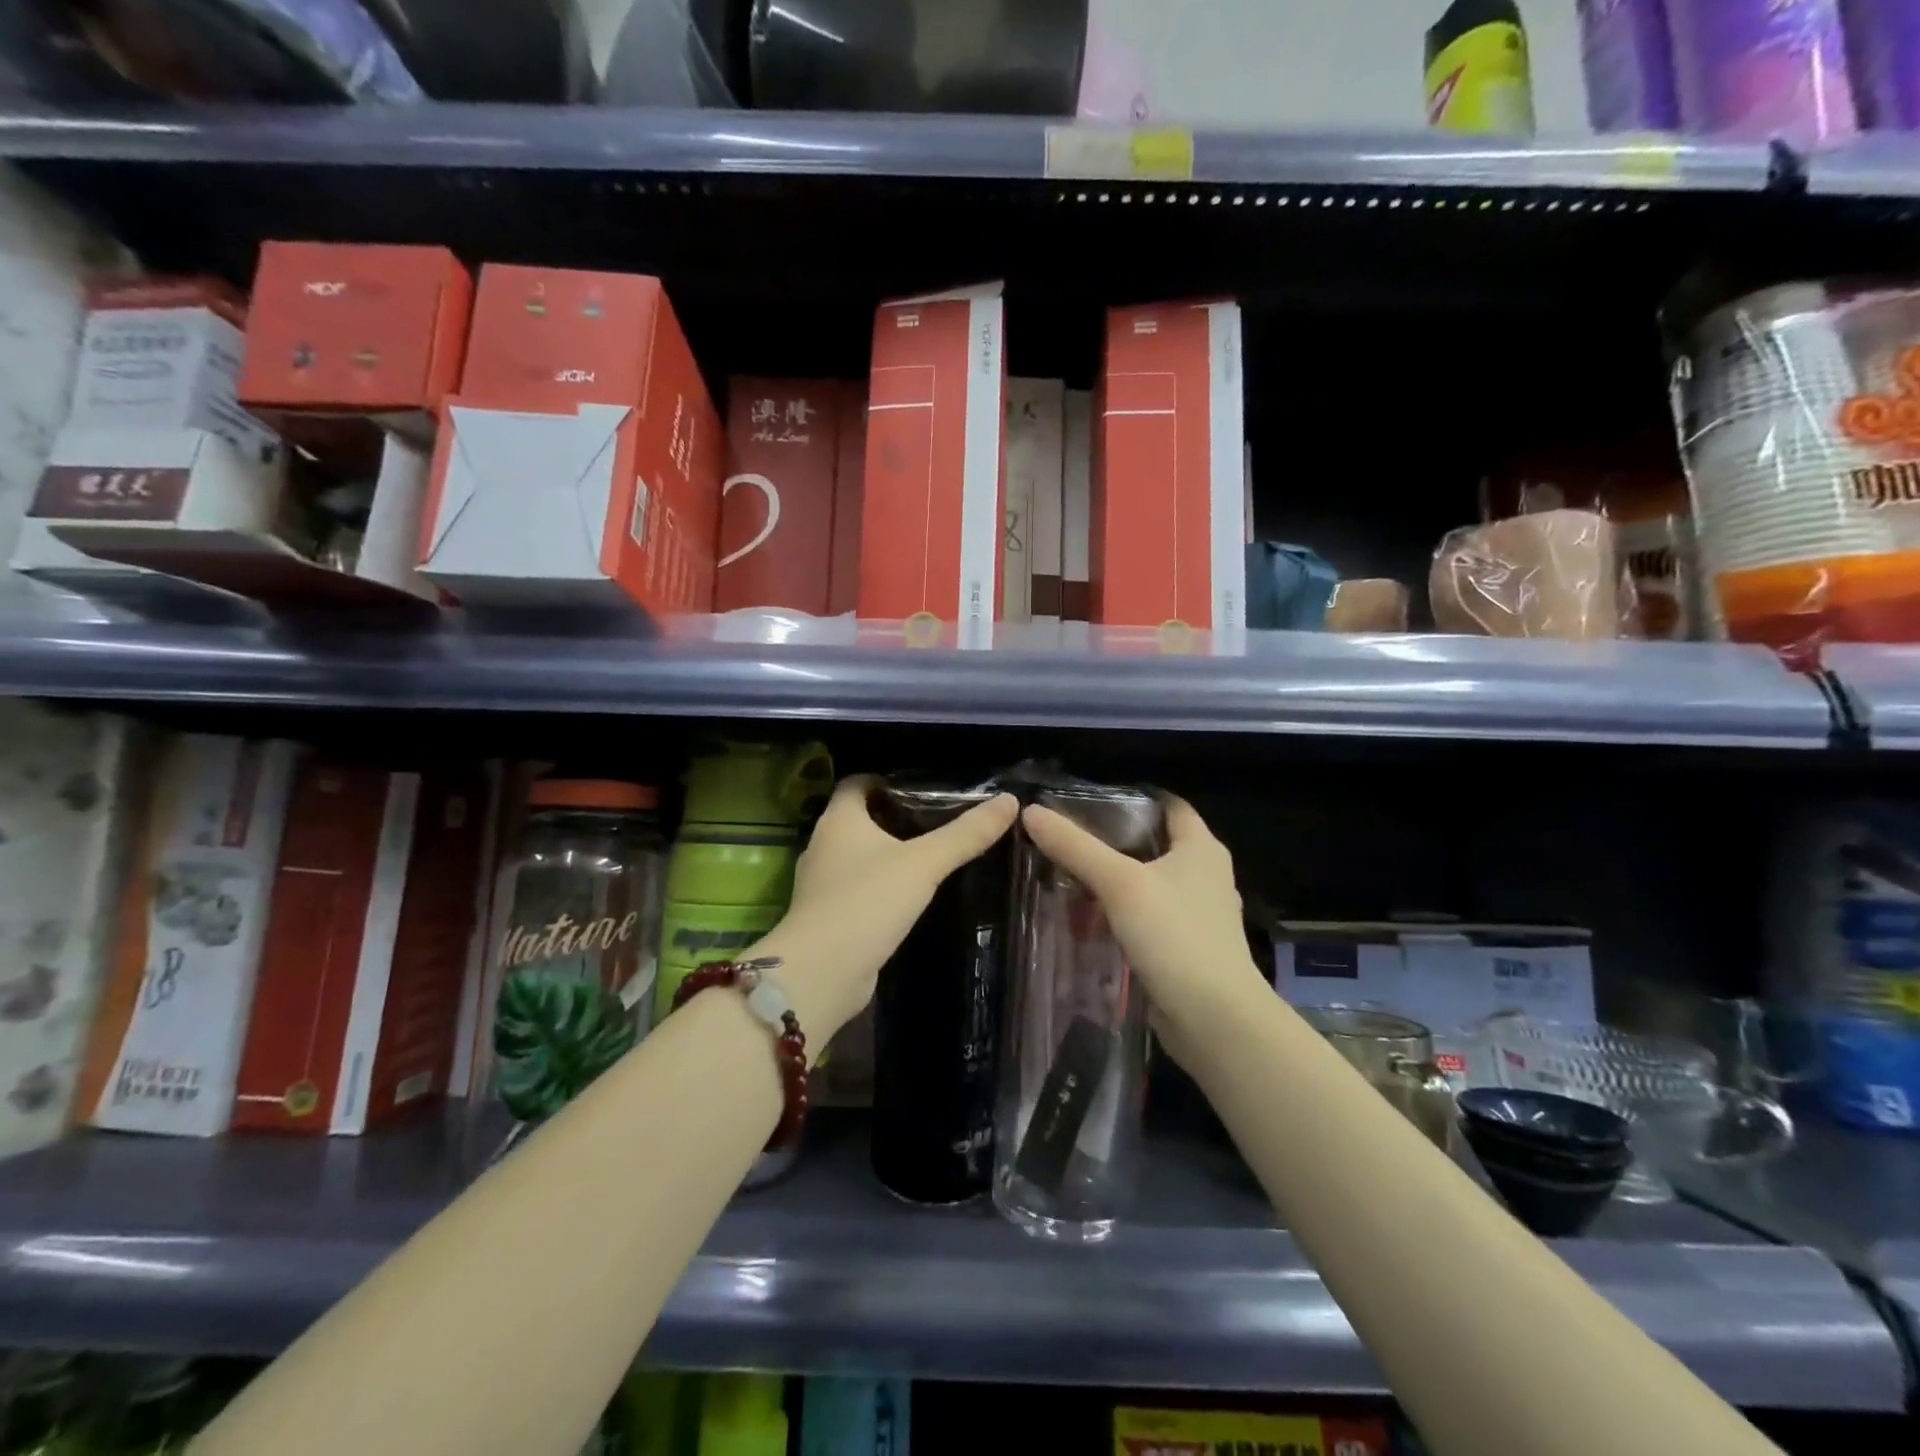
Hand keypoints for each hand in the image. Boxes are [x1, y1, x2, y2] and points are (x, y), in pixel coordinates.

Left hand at [755, 775, 1018, 1041]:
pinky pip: (859, 887)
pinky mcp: (829, 915)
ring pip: (859, 855)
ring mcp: (823, 883)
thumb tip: (1009, 801)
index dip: (888, 780)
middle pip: (860, 818)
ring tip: (931, 855)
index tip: (925, 787)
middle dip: (895, 816)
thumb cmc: (868, 902)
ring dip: (889, 853)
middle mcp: (824, 845)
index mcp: (839, 819)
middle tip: (940, 819)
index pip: (858, 782)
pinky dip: (882, 885)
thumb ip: (966, 834)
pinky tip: (911, 895)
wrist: (822, 972)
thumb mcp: (924, 863)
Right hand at [1020, 795, 1269, 1069]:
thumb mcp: (1119, 884)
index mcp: (1201, 848)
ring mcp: (1197, 914)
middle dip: (1113, 840)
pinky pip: (1148, 918)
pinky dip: (1121, 914)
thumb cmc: (1175, 936)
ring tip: (1069, 875)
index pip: (1169, 805)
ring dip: (1114, 880)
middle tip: (1068, 837)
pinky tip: (1088, 919)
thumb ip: (1075, 847)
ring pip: (1148, 884)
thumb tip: (1031, 811)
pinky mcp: (1186, 947)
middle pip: (1154, 843)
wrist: (1213, 1019)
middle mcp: (1205, 875)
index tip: (1088, 799)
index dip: (1132, 797)